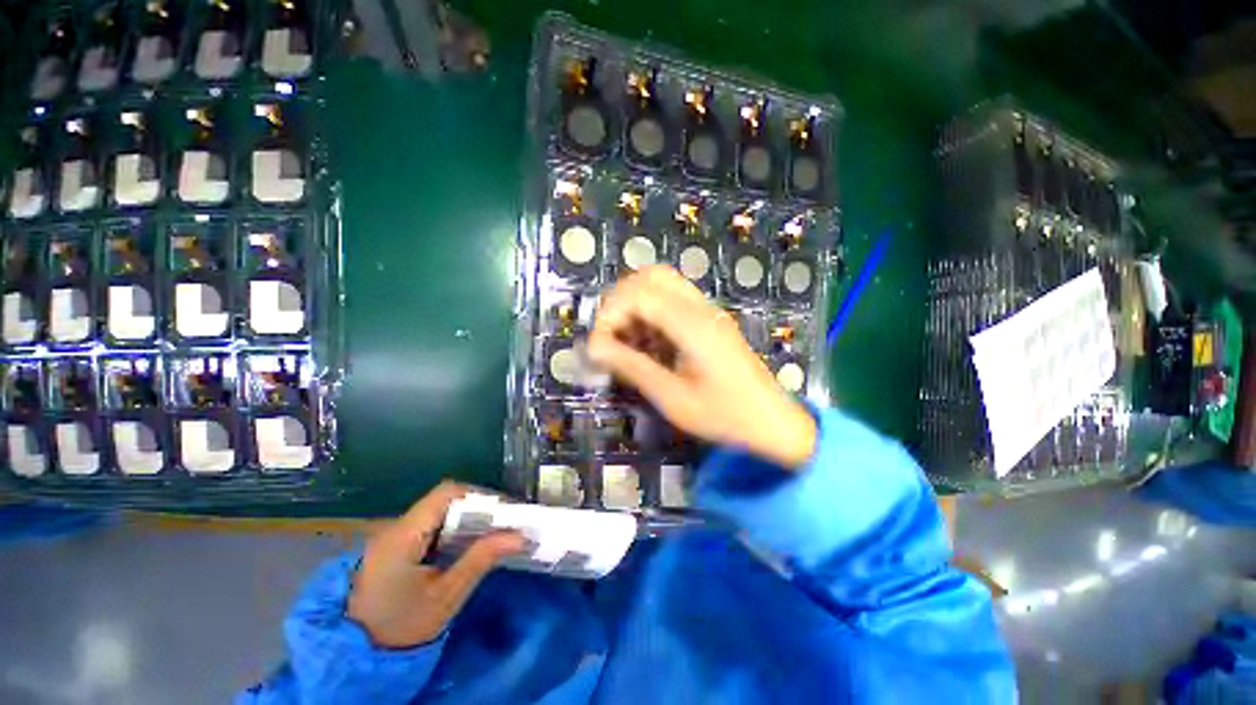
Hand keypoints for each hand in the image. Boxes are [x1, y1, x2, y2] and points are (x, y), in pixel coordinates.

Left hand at [347, 482, 526, 647]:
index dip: (479, 495)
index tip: (505, 510)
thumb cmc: (402, 627)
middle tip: (505, 522)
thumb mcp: (446, 596)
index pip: (447, 493)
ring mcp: (394, 536)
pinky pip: (431, 526)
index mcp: (404, 535)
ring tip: (494, 531)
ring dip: (468, 518)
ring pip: (439, 512)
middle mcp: (396, 527)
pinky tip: (469, 544)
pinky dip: (454, 530)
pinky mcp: (395, 547)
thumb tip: (520, 536)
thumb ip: (481, 559)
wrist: (357, 656)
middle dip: (478, 507)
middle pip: (444, 500)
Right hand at [587, 265, 816, 468]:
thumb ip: (632, 367)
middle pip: (650, 277)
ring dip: (635, 305)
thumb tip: (593, 348)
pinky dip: (650, 313)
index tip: (597, 348)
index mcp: (693, 324)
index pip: (638, 294)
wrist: (773, 422)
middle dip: (619, 301)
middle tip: (608, 335)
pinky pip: (672, 301)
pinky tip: (646, 343)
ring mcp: (707, 312)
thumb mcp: (673, 398)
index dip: (609, 315)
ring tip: (624, 340)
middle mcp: (700, 308)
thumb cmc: (725, 416)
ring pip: (661, 284)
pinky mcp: (708, 321)